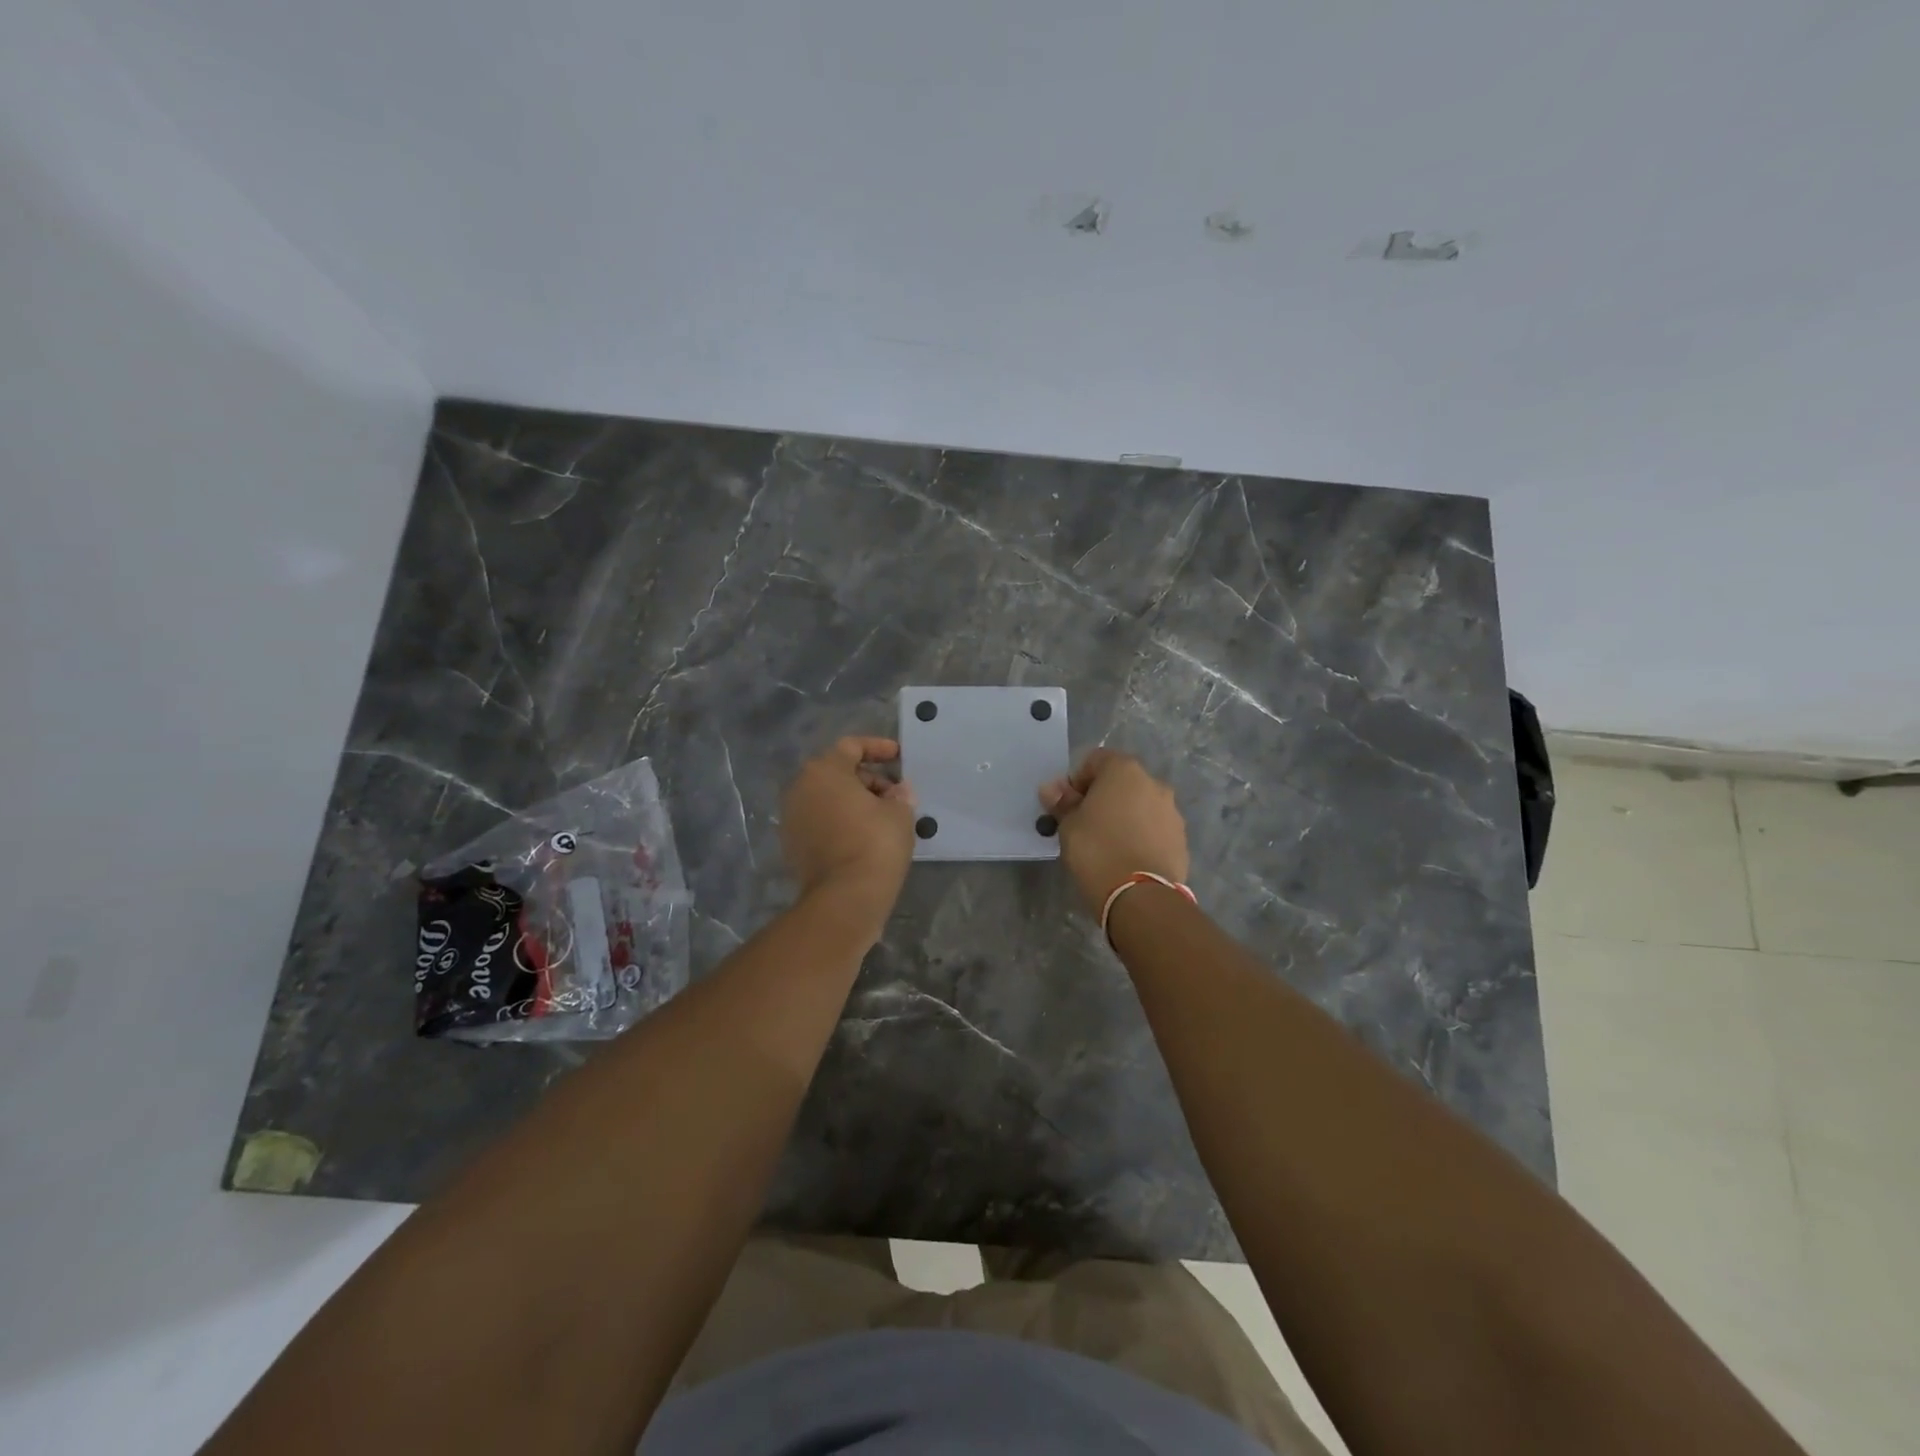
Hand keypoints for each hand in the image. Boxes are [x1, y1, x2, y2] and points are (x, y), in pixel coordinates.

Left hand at [781, 736, 916, 924]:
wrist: (845, 897)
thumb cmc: (875, 843)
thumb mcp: (899, 812)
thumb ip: (900, 794)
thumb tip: (898, 791)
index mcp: (824, 770)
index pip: (851, 747)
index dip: (878, 748)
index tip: (899, 757)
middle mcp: (800, 787)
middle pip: (837, 772)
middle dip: (867, 778)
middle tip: (894, 793)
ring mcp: (791, 817)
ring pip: (827, 797)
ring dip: (853, 800)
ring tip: (882, 816)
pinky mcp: (791, 844)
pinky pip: (820, 821)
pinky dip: (840, 821)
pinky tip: (864, 835)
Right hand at [1039, 748, 1189, 913]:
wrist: (1140, 896)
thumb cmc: (1097, 850)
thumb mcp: (1068, 825)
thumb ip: (1062, 802)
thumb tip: (1052, 788)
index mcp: (1124, 770)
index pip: (1095, 760)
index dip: (1077, 780)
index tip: (1067, 805)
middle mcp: (1153, 783)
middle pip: (1121, 781)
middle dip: (1102, 797)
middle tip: (1085, 824)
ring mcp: (1171, 811)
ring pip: (1140, 805)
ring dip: (1124, 815)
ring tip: (1107, 844)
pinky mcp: (1181, 839)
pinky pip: (1154, 828)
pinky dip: (1140, 835)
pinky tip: (1127, 857)